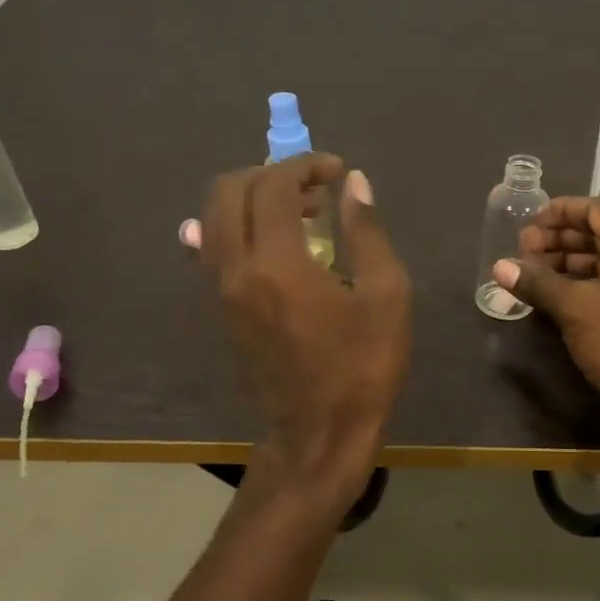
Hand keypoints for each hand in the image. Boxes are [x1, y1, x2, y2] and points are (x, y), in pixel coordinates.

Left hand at [195, 155, 410, 507]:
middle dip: (269, 174)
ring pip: (214, 218)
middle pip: (228, 190)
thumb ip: (366, 233)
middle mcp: (237, 269)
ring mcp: (222, 290)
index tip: (337, 172)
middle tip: (313, 189)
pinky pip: (214, 249)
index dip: (306, 166)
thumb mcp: (385, 296)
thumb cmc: (362, 367)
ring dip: (251, 199)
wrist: (318, 434)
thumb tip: (354, 184)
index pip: (274, 186)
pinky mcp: (222, 309)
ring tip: (299, 215)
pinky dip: (239, 227)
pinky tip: (275, 241)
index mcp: (278, 263)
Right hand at [492, 198, 599, 448]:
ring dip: (566, 263)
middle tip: (522, 250)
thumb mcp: (575, 308)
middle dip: (558, 240)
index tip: (527, 222)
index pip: (597, 210)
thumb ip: (537, 282)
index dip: (559, 212)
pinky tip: (551, 295)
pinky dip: (579, 285)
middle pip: (599, 235)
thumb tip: (498, 267)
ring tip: (529, 272)